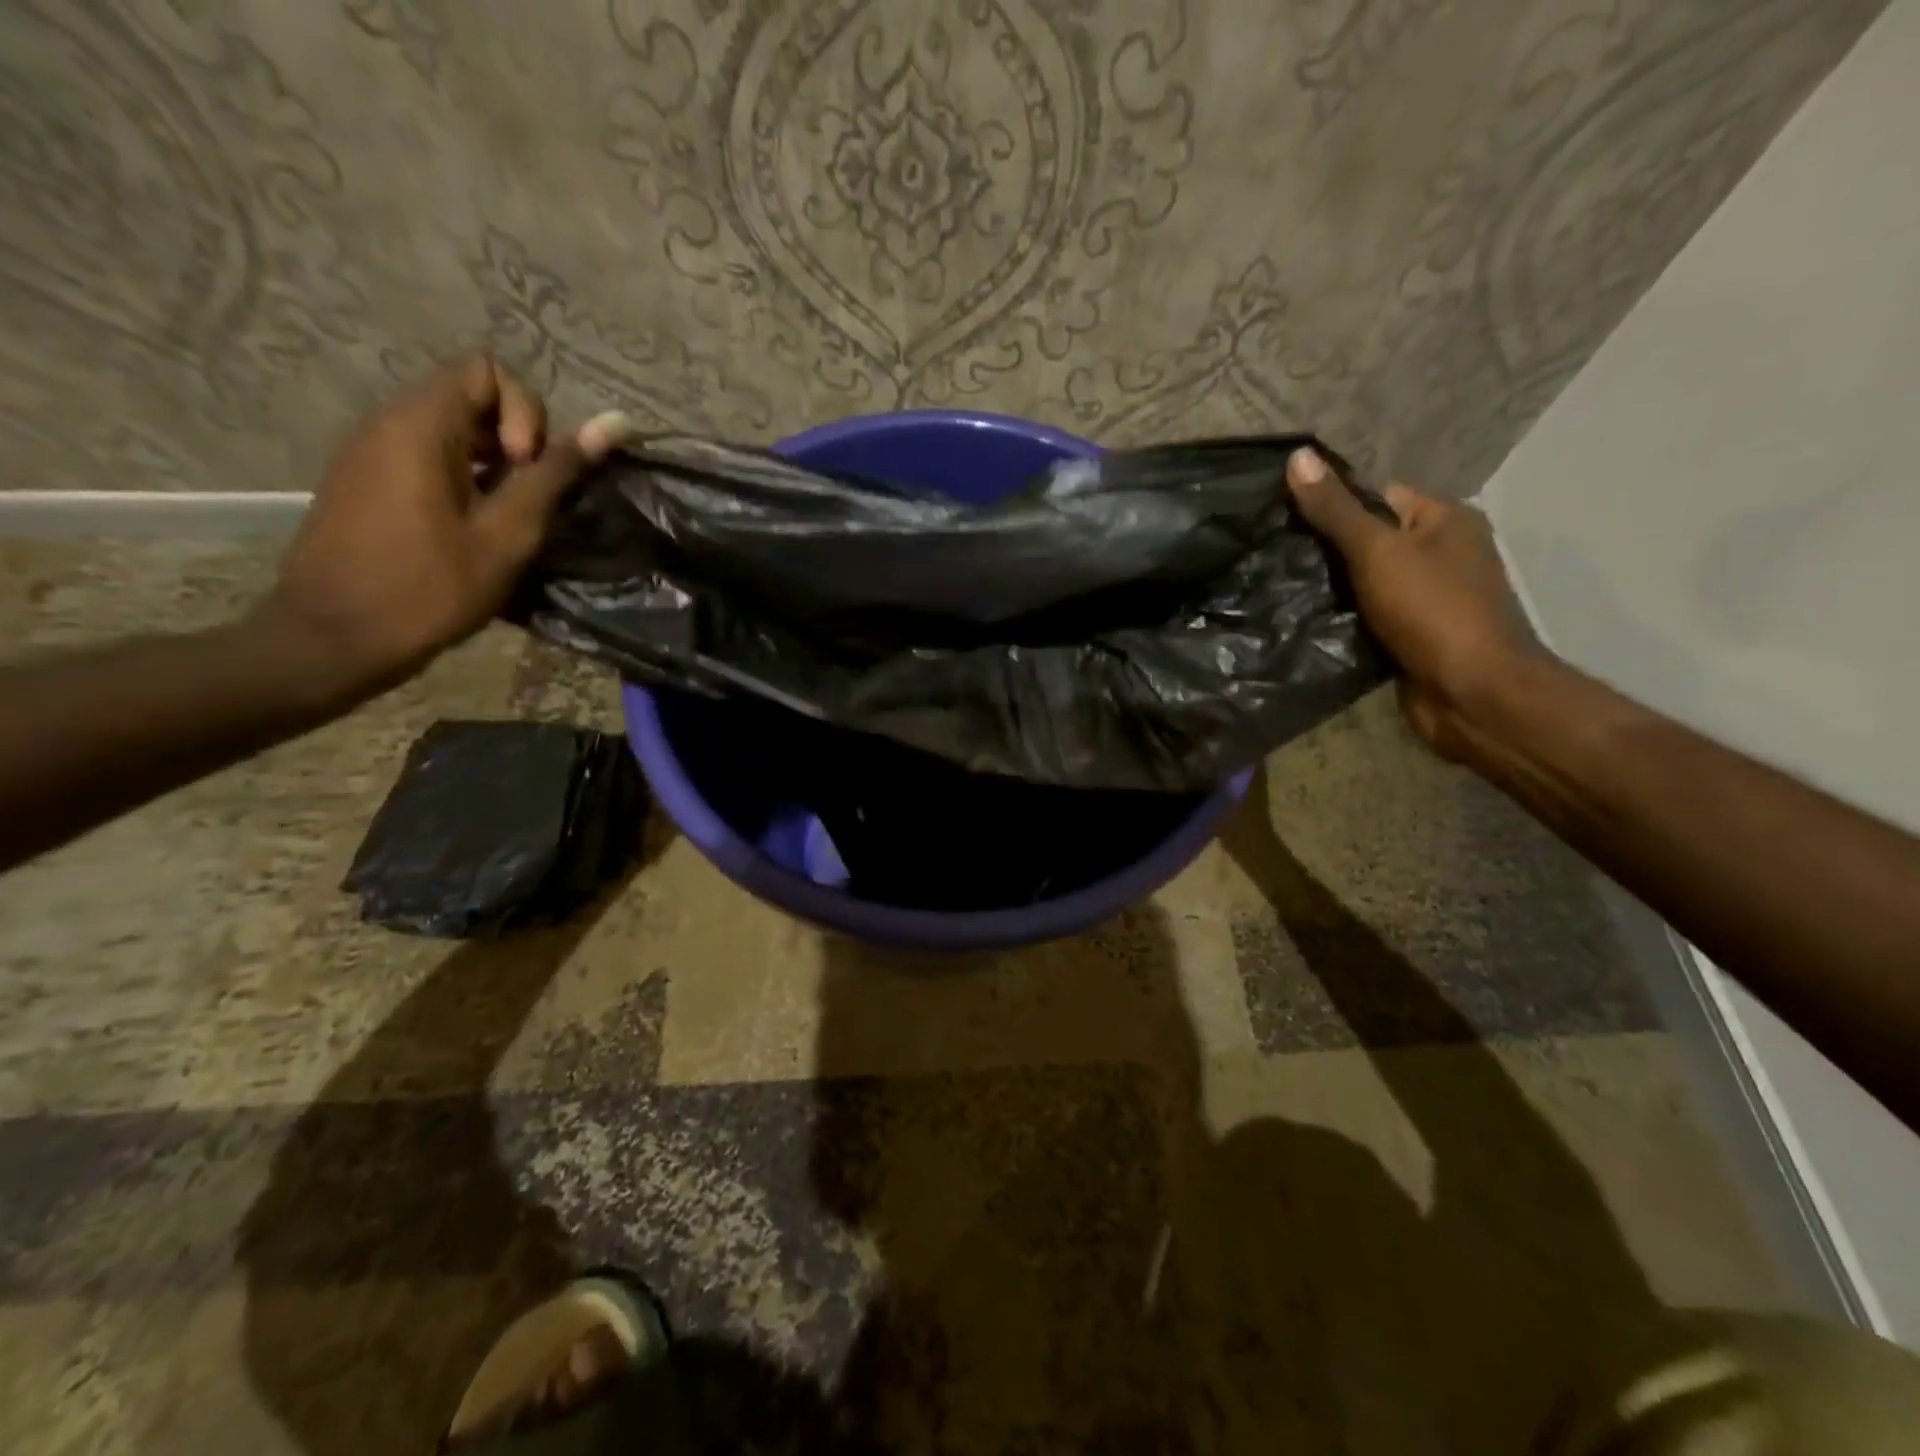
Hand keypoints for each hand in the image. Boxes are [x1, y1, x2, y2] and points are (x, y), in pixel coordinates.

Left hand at [258, 354, 627, 704]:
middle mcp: (387, 422)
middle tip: (524, 500)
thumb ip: (556, 474)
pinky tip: (472, 527)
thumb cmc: (430, 588)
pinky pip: (427, 454)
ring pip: (451, 428)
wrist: (334, 637)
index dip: (525, 413)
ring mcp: (370, 451)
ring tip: (506, 518)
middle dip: (515, 439)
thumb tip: (613, 424)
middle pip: (470, 394)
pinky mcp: (365, 480)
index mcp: (420, 425)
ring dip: (494, 462)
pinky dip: (464, 476)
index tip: (525, 469)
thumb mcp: (507, 533)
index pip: (487, 370)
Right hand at [1286, 448, 1535, 755]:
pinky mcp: (1411, 635)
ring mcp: (1427, 597)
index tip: (1280, 518)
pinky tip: (1301, 621)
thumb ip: (1335, 510)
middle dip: (1324, 550)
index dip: (1329, 504)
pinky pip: (1367, 616)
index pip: (1376, 496)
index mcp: (1444, 520)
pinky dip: (1340, 619)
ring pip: (1364, 582)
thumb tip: (1298, 457)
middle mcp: (1440, 553)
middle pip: (1368, 540)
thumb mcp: (1377, 552)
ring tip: (1275, 587)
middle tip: (1271, 555)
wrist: (1470, 693)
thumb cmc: (1431, 611)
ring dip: (1328, 588)